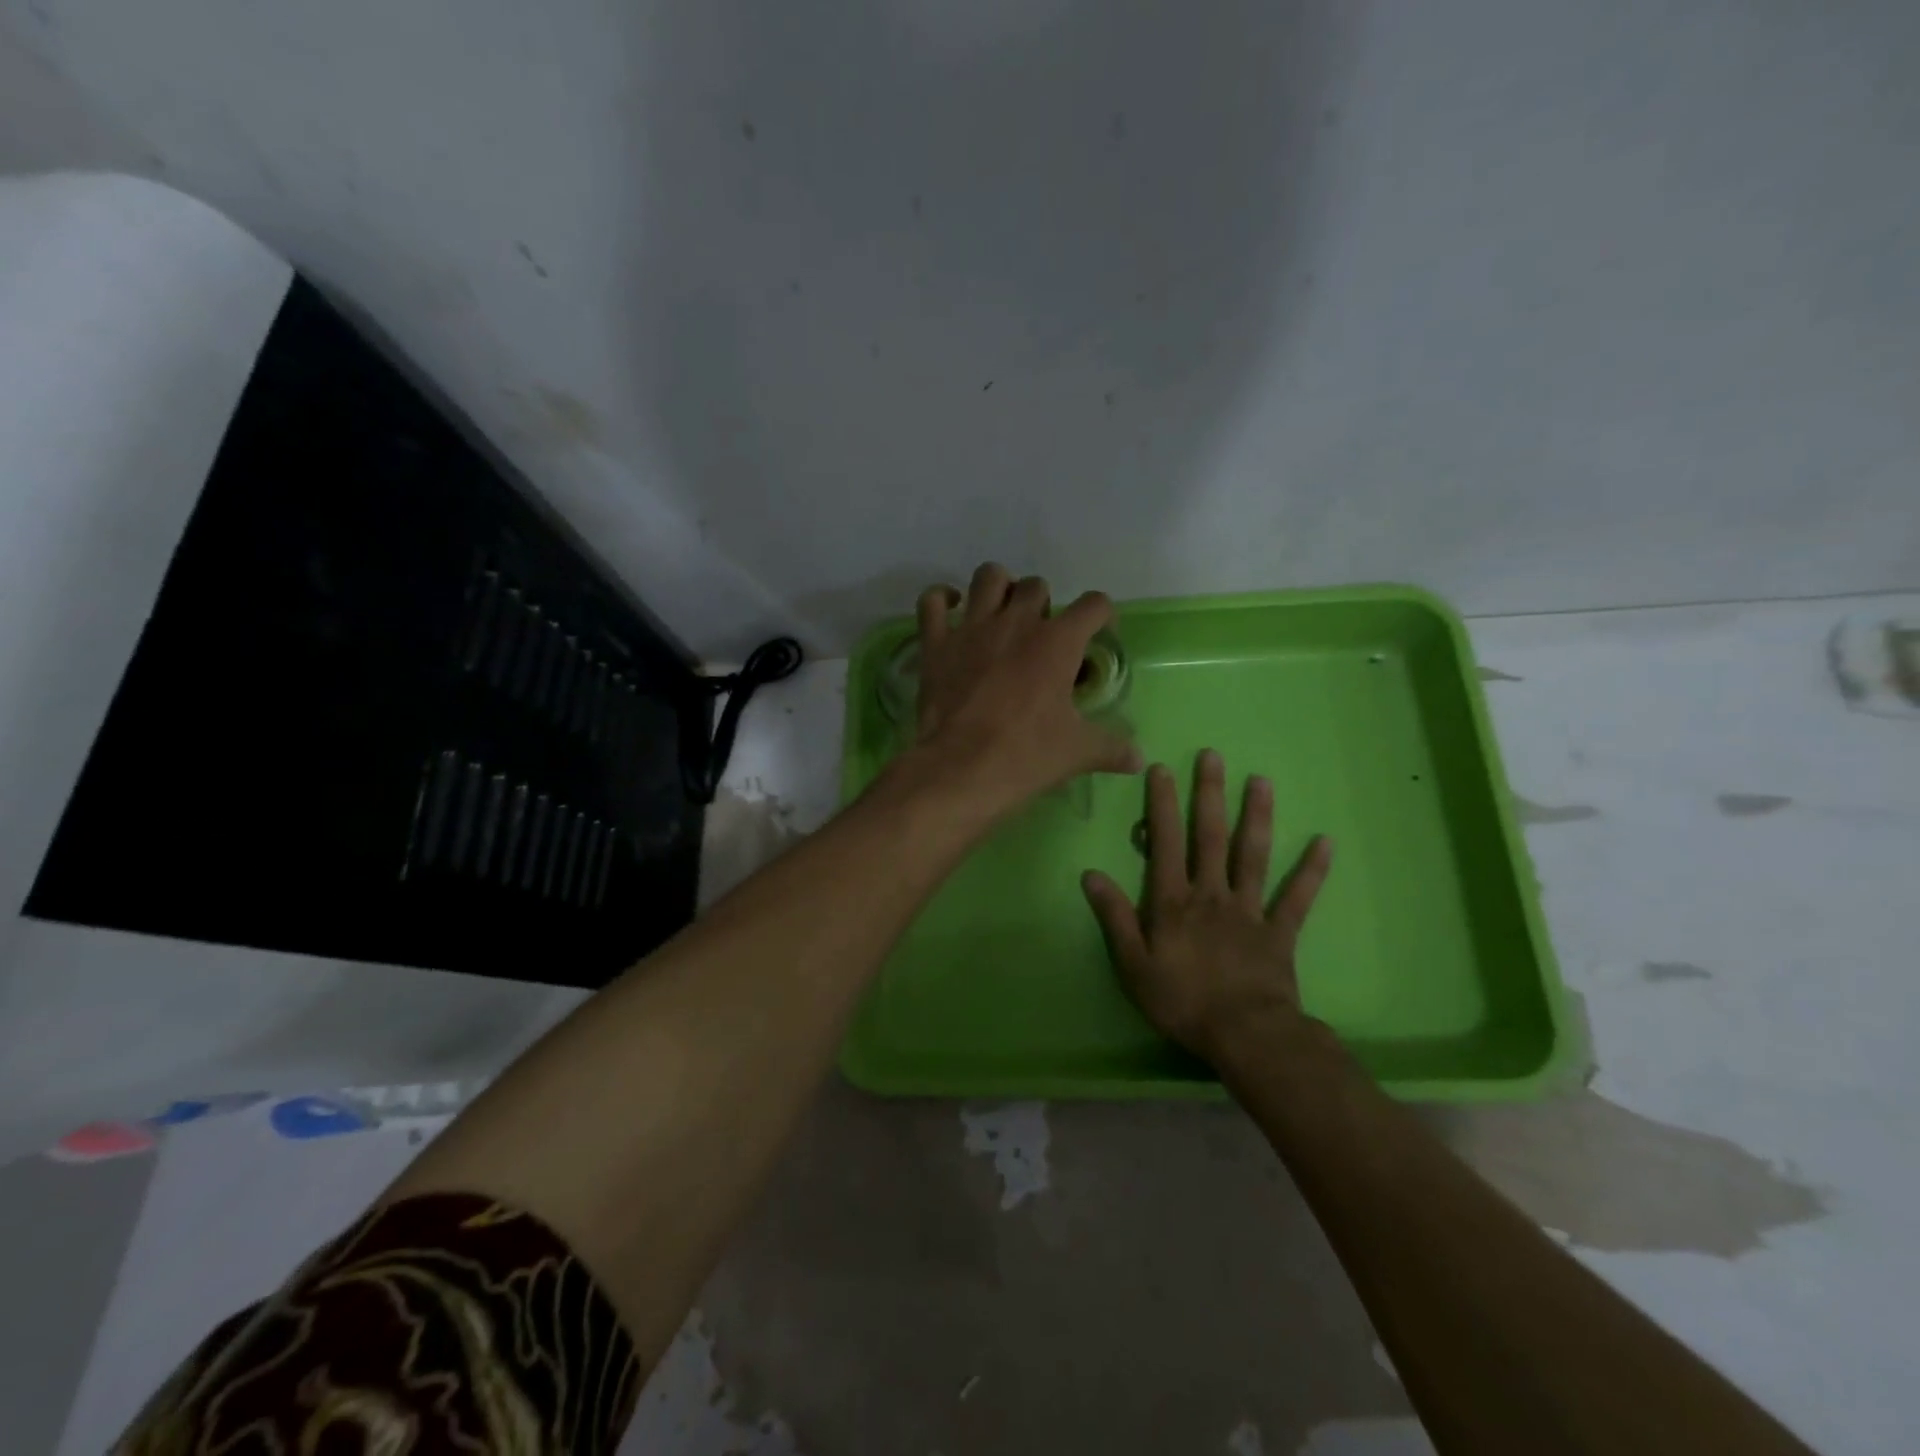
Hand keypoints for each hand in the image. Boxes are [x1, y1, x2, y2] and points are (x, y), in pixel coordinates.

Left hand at [904, 563, 1141, 820]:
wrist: (961, 769)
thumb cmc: (1026, 755)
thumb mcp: (1077, 752)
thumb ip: (1111, 748)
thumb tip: (1139, 759)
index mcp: (1057, 642)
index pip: (1094, 605)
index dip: (1100, 616)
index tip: (1097, 635)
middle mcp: (1016, 622)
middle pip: (1036, 586)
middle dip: (1044, 604)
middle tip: (1041, 636)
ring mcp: (972, 628)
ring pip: (988, 577)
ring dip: (998, 587)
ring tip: (1001, 612)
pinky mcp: (936, 643)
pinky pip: (932, 602)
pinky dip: (941, 599)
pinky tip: (951, 609)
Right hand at [1082, 749, 1333, 1063]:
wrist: (1244, 1034)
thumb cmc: (1181, 1001)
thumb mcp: (1133, 965)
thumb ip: (1114, 917)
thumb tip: (1090, 874)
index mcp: (1173, 901)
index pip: (1164, 843)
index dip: (1161, 805)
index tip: (1162, 768)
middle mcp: (1211, 894)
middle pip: (1210, 836)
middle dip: (1209, 794)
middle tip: (1213, 756)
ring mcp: (1249, 910)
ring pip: (1253, 855)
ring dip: (1257, 816)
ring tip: (1261, 780)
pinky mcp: (1279, 931)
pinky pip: (1297, 897)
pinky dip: (1311, 870)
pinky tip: (1326, 842)